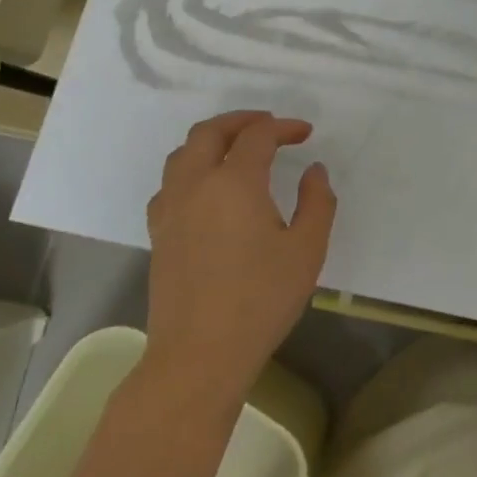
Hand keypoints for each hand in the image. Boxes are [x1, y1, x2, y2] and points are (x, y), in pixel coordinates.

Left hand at [135, 111, 336, 423]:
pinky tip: (207, 189)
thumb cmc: (261, 300)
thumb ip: (317, 202)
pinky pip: (170, 183)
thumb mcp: (307, 249)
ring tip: (237, 148)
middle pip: (210, 132)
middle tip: (269, 125)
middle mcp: (196, 185)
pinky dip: (191, 169)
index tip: (306, 133)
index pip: (258, 136)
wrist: (199, 355)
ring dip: (211, 140)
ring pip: (182, 153)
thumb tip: (313, 171)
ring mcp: (170, 209)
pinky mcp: (158, 233)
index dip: (284, 127)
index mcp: (234, 182)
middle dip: (241, 120)